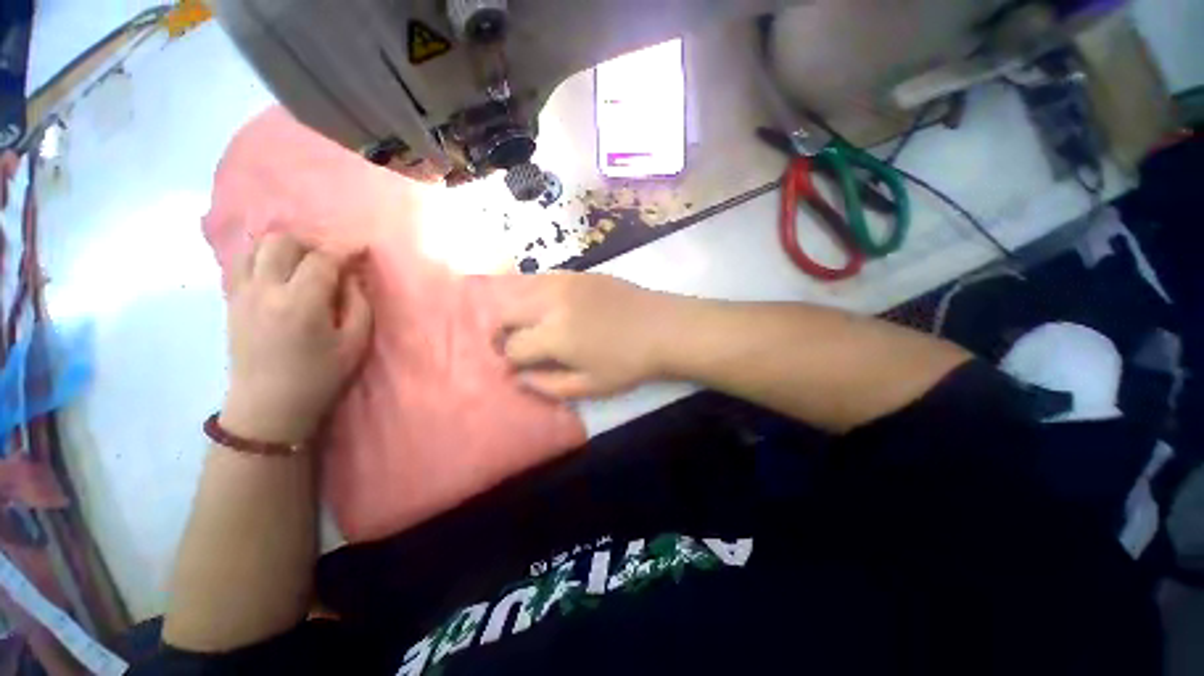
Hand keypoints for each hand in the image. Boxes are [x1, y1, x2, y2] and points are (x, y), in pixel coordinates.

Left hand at [221, 234, 372, 442]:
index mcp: (301, 303)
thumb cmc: (319, 376)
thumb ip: (359, 304)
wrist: (267, 405)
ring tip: (304, 264)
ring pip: (257, 246)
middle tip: (331, 260)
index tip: (361, 250)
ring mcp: (242, 293)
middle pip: (283, 242)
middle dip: (312, 244)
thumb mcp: (355, 343)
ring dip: (285, 248)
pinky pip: (242, 262)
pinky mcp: (231, 300)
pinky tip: (279, 273)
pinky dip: (263, 258)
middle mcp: (265, 290)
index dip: (345, 250)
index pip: (322, 259)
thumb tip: (352, 277)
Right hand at [494, 273, 677, 398]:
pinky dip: (536, 296)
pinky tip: (550, 308)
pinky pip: (543, 280)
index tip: (518, 368)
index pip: (512, 346)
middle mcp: (552, 302)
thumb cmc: (628, 363)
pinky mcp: (579, 273)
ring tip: (530, 327)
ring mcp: (565, 282)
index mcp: (554, 335)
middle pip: (506, 312)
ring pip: (521, 291)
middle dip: (502, 332)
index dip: (509, 361)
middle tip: (515, 346)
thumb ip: (547, 385)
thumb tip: (518, 378)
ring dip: (517, 311)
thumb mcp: (589, 386)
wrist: (663, 328)